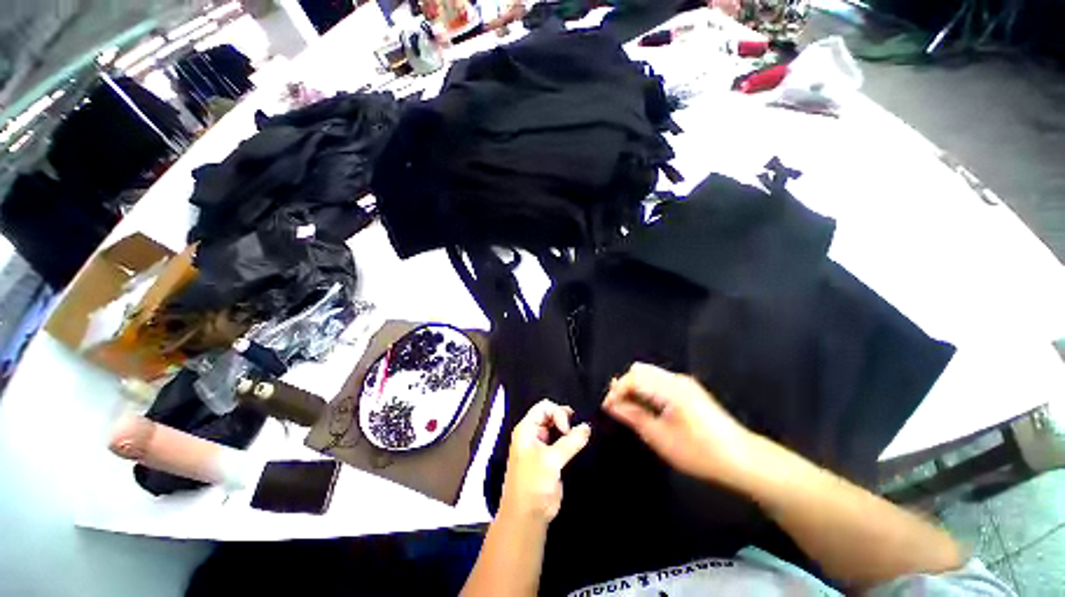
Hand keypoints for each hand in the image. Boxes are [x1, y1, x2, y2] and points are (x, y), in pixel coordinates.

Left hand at [500, 399, 590, 522]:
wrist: (527, 516)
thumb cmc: (532, 484)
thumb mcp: (551, 460)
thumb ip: (570, 442)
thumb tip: (587, 427)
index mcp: (526, 429)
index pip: (544, 408)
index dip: (558, 413)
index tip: (567, 430)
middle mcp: (532, 434)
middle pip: (549, 415)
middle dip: (564, 419)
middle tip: (576, 428)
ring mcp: (540, 445)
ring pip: (556, 428)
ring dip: (567, 429)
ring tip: (579, 434)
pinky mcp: (549, 458)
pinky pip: (560, 441)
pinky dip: (569, 440)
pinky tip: (578, 443)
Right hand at [603, 363, 753, 484]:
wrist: (743, 458)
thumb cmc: (699, 451)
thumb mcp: (660, 437)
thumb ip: (633, 416)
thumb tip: (612, 405)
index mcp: (669, 388)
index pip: (633, 378)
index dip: (617, 391)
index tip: (608, 408)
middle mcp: (675, 379)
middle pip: (639, 370)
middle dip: (625, 386)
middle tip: (619, 408)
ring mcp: (684, 382)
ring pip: (649, 374)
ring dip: (636, 388)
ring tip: (631, 409)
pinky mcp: (689, 390)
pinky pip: (659, 381)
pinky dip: (648, 390)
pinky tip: (648, 408)